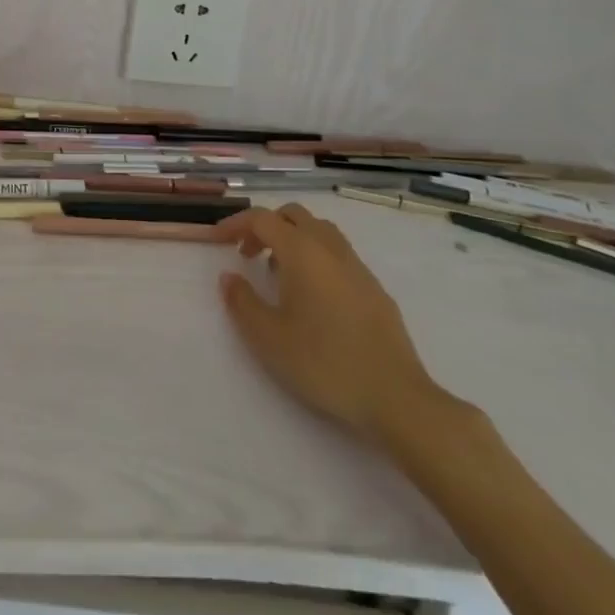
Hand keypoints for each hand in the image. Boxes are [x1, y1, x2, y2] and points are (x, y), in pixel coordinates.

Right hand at [218, 204, 450, 447]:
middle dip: (266, 226)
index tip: (217, 240)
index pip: (263, 219)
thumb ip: (241, 301)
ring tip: (278, 273)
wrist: (397, 399)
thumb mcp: (268, 337)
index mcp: (302, 252)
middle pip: (294, 215)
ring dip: (293, 239)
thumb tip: (229, 277)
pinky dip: (316, 258)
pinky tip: (312, 297)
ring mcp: (358, 268)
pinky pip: (338, 255)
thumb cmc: (324, 363)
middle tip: (247, 253)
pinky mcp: (376, 290)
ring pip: (320, 232)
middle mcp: (331, 250)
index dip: (236, 223)